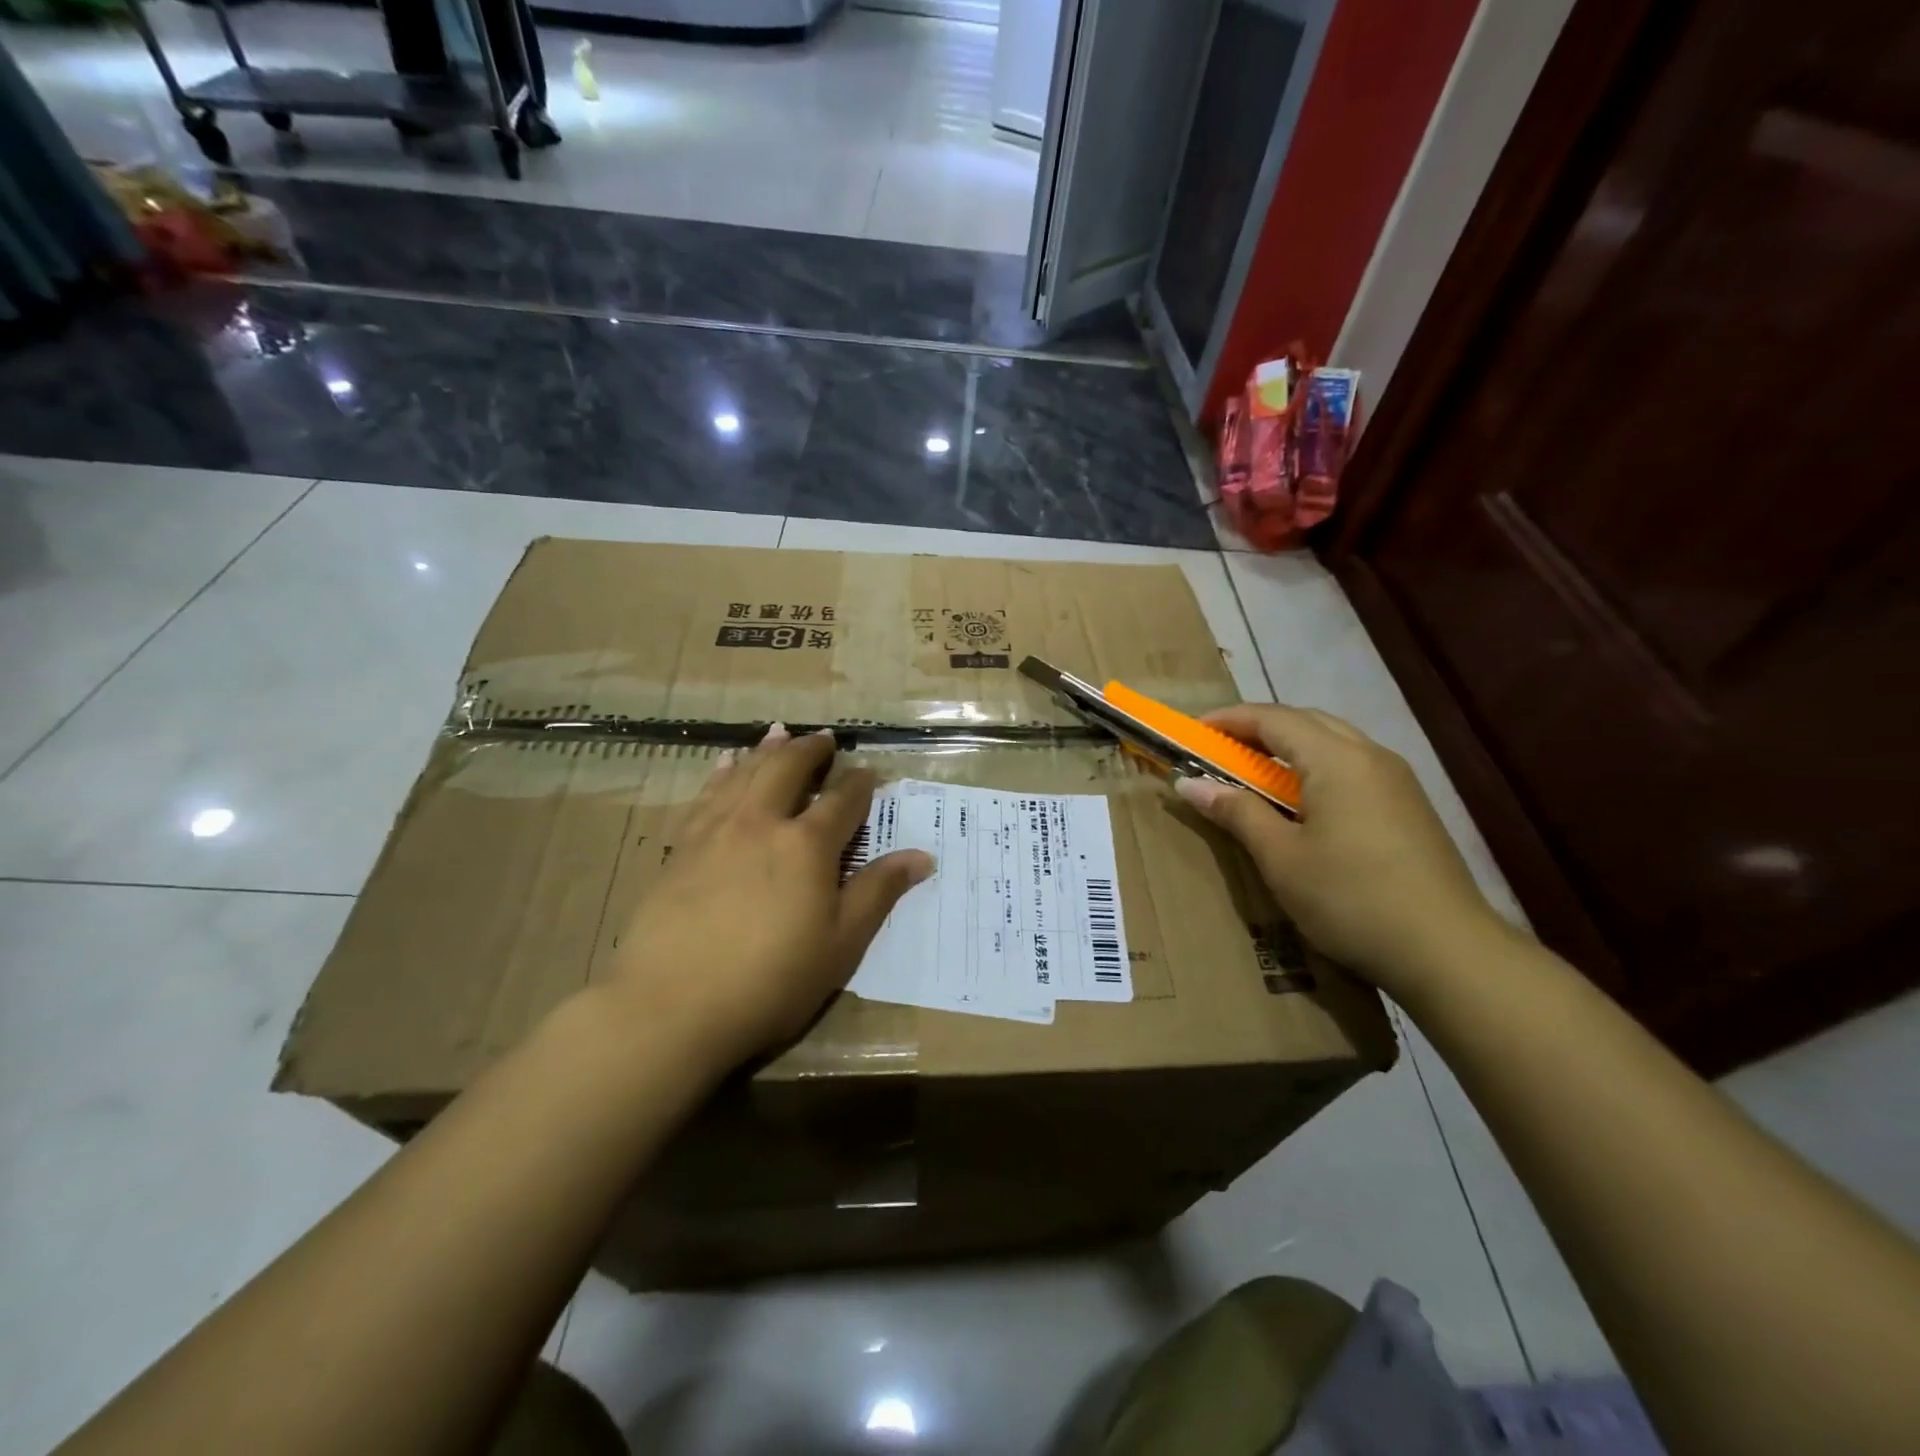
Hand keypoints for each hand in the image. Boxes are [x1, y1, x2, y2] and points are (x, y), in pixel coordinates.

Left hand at [603, 724, 934, 1070]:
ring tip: (779, 733)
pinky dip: (722, 772)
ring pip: (745, 773)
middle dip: (811, 750)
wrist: (670, 1006)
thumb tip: (922, 856)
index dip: (859, 783)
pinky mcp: (682, 847)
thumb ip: (878, 892)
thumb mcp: (841, 944)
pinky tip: (726, 764)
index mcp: (807, 845)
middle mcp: (762, 823)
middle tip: (824, 738)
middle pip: (788, 769)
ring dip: (767, 750)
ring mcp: (716, 831)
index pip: (842, 800)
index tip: (869, 771)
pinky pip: (707, 794)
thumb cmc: (771, 982)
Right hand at [1175, 704, 1501, 994]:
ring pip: (1333, 741)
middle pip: (1306, 721)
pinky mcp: (1409, 806)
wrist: (1446, 951)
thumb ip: (1236, 811)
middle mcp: (1370, 755)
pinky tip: (1302, 802)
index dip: (1229, 720)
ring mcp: (1396, 780)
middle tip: (1220, 750)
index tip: (1193, 731)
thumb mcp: (1280, 857)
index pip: (1273, 718)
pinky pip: (1353, 766)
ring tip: (1255, 773)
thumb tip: (1188, 783)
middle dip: (1259, 727)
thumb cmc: (1350, 897)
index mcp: (1336, 759)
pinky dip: (1316, 767)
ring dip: (1289, 746)